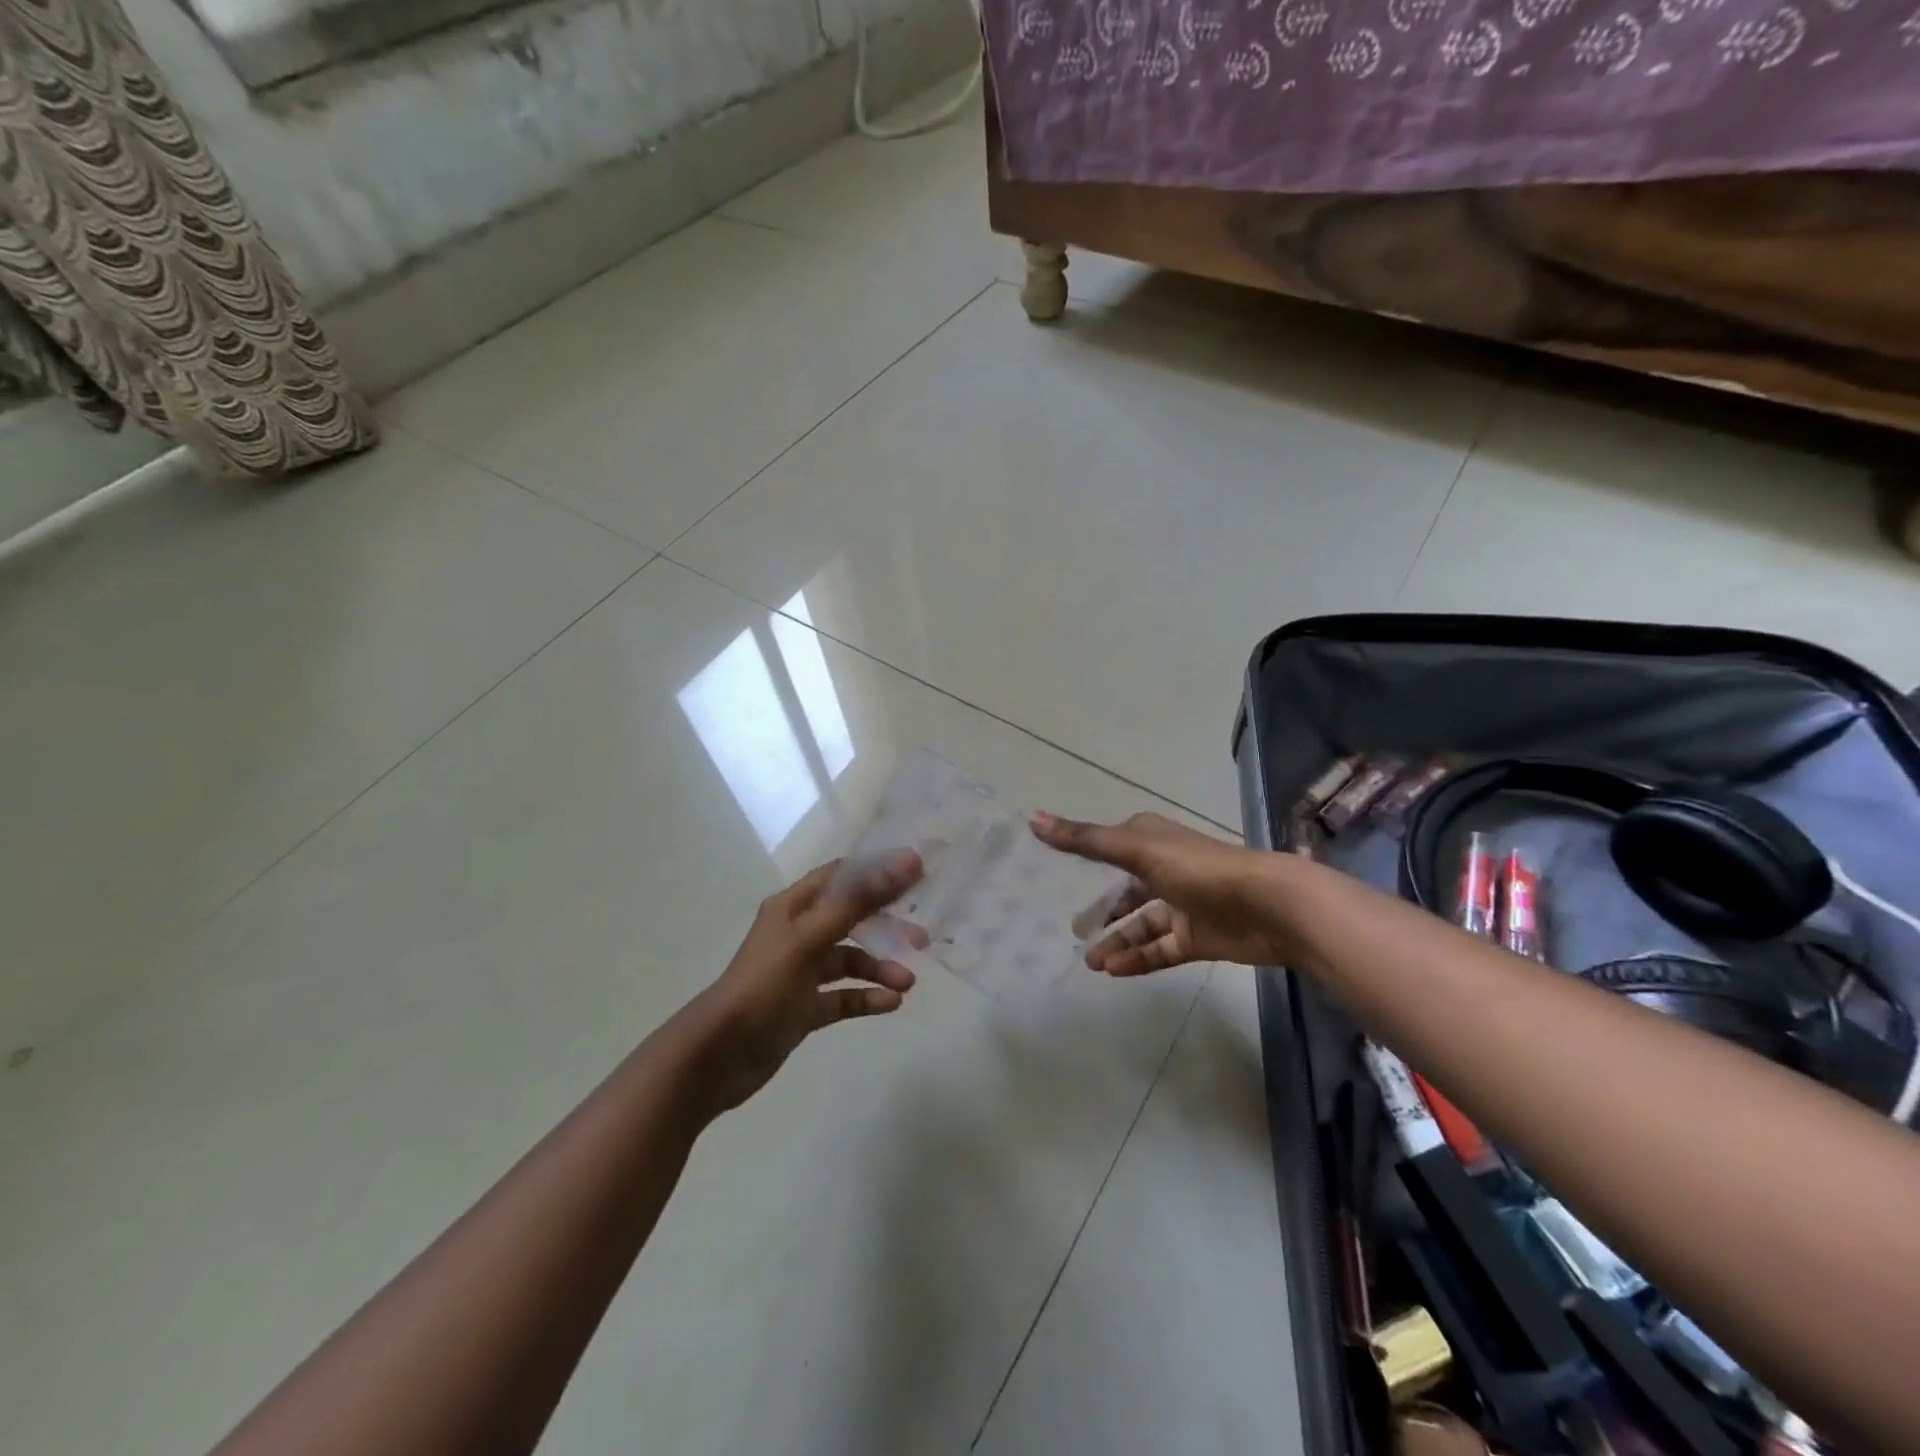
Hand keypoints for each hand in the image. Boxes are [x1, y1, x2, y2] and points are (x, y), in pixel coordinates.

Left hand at [691, 852, 923, 1114]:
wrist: (716, 1058)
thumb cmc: (763, 986)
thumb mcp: (811, 938)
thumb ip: (859, 901)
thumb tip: (909, 861)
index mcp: (793, 907)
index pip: (841, 876)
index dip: (877, 871)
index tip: (918, 873)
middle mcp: (798, 933)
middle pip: (851, 918)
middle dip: (885, 925)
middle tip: (921, 936)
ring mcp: (801, 972)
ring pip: (850, 961)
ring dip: (880, 967)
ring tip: (907, 982)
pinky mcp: (804, 1008)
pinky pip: (843, 997)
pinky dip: (867, 997)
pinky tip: (891, 1004)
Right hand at [1032, 811, 1278, 975]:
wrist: (1269, 906)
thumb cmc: (1198, 868)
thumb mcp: (1135, 850)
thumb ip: (1084, 840)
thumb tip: (1032, 819)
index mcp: (1152, 841)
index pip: (1111, 845)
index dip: (1087, 855)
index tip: (1058, 872)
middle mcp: (1165, 869)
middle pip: (1126, 890)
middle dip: (1102, 910)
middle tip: (1074, 931)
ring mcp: (1183, 905)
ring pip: (1141, 925)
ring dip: (1116, 941)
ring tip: (1088, 962)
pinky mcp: (1197, 938)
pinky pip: (1159, 950)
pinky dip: (1137, 959)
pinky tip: (1113, 972)